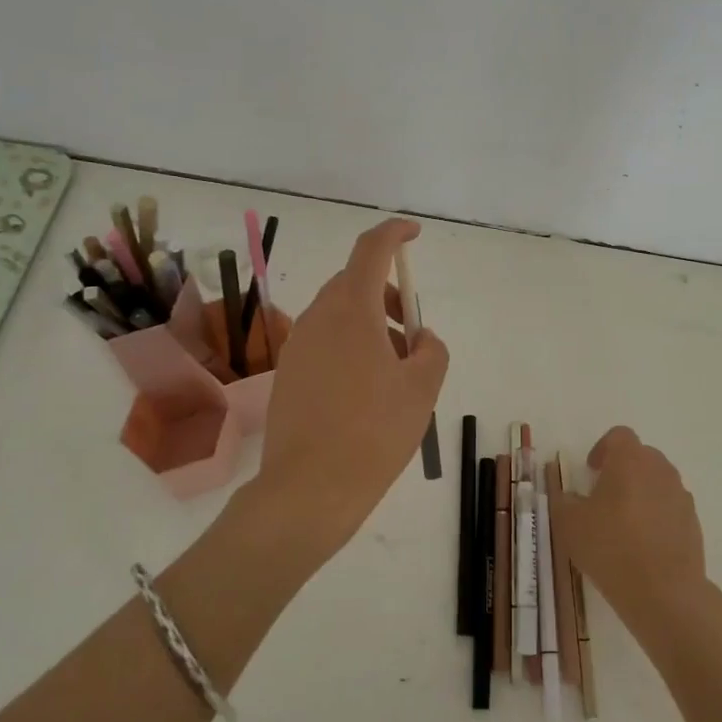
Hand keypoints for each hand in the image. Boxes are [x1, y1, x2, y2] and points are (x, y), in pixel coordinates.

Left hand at [254, 218, 448, 568]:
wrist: (309, 488)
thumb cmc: (374, 432)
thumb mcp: (423, 388)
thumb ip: (431, 349)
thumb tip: (418, 338)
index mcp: (351, 310)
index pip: (371, 249)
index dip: (394, 233)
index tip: (414, 234)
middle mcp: (318, 318)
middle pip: (355, 284)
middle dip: (389, 296)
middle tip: (413, 333)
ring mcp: (298, 346)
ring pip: (340, 316)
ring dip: (372, 326)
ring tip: (396, 373)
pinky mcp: (289, 373)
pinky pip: (326, 342)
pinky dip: (352, 348)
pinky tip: (367, 393)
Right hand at [553, 427, 714, 639]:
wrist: (664, 591)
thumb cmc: (611, 547)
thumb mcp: (569, 524)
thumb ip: (564, 501)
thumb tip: (570, 497)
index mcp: (630, 460)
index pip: (619, 436)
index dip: (602, 448)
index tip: (591, 471)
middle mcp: (660, 470)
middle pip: (641, 456)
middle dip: (622, 469)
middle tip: (603, 496)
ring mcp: (681, 496)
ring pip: (658, 482)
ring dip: (641, 492)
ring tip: (624, 523)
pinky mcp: (693, 522)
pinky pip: (670, 507)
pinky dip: (657, 516)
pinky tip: (643, 544)